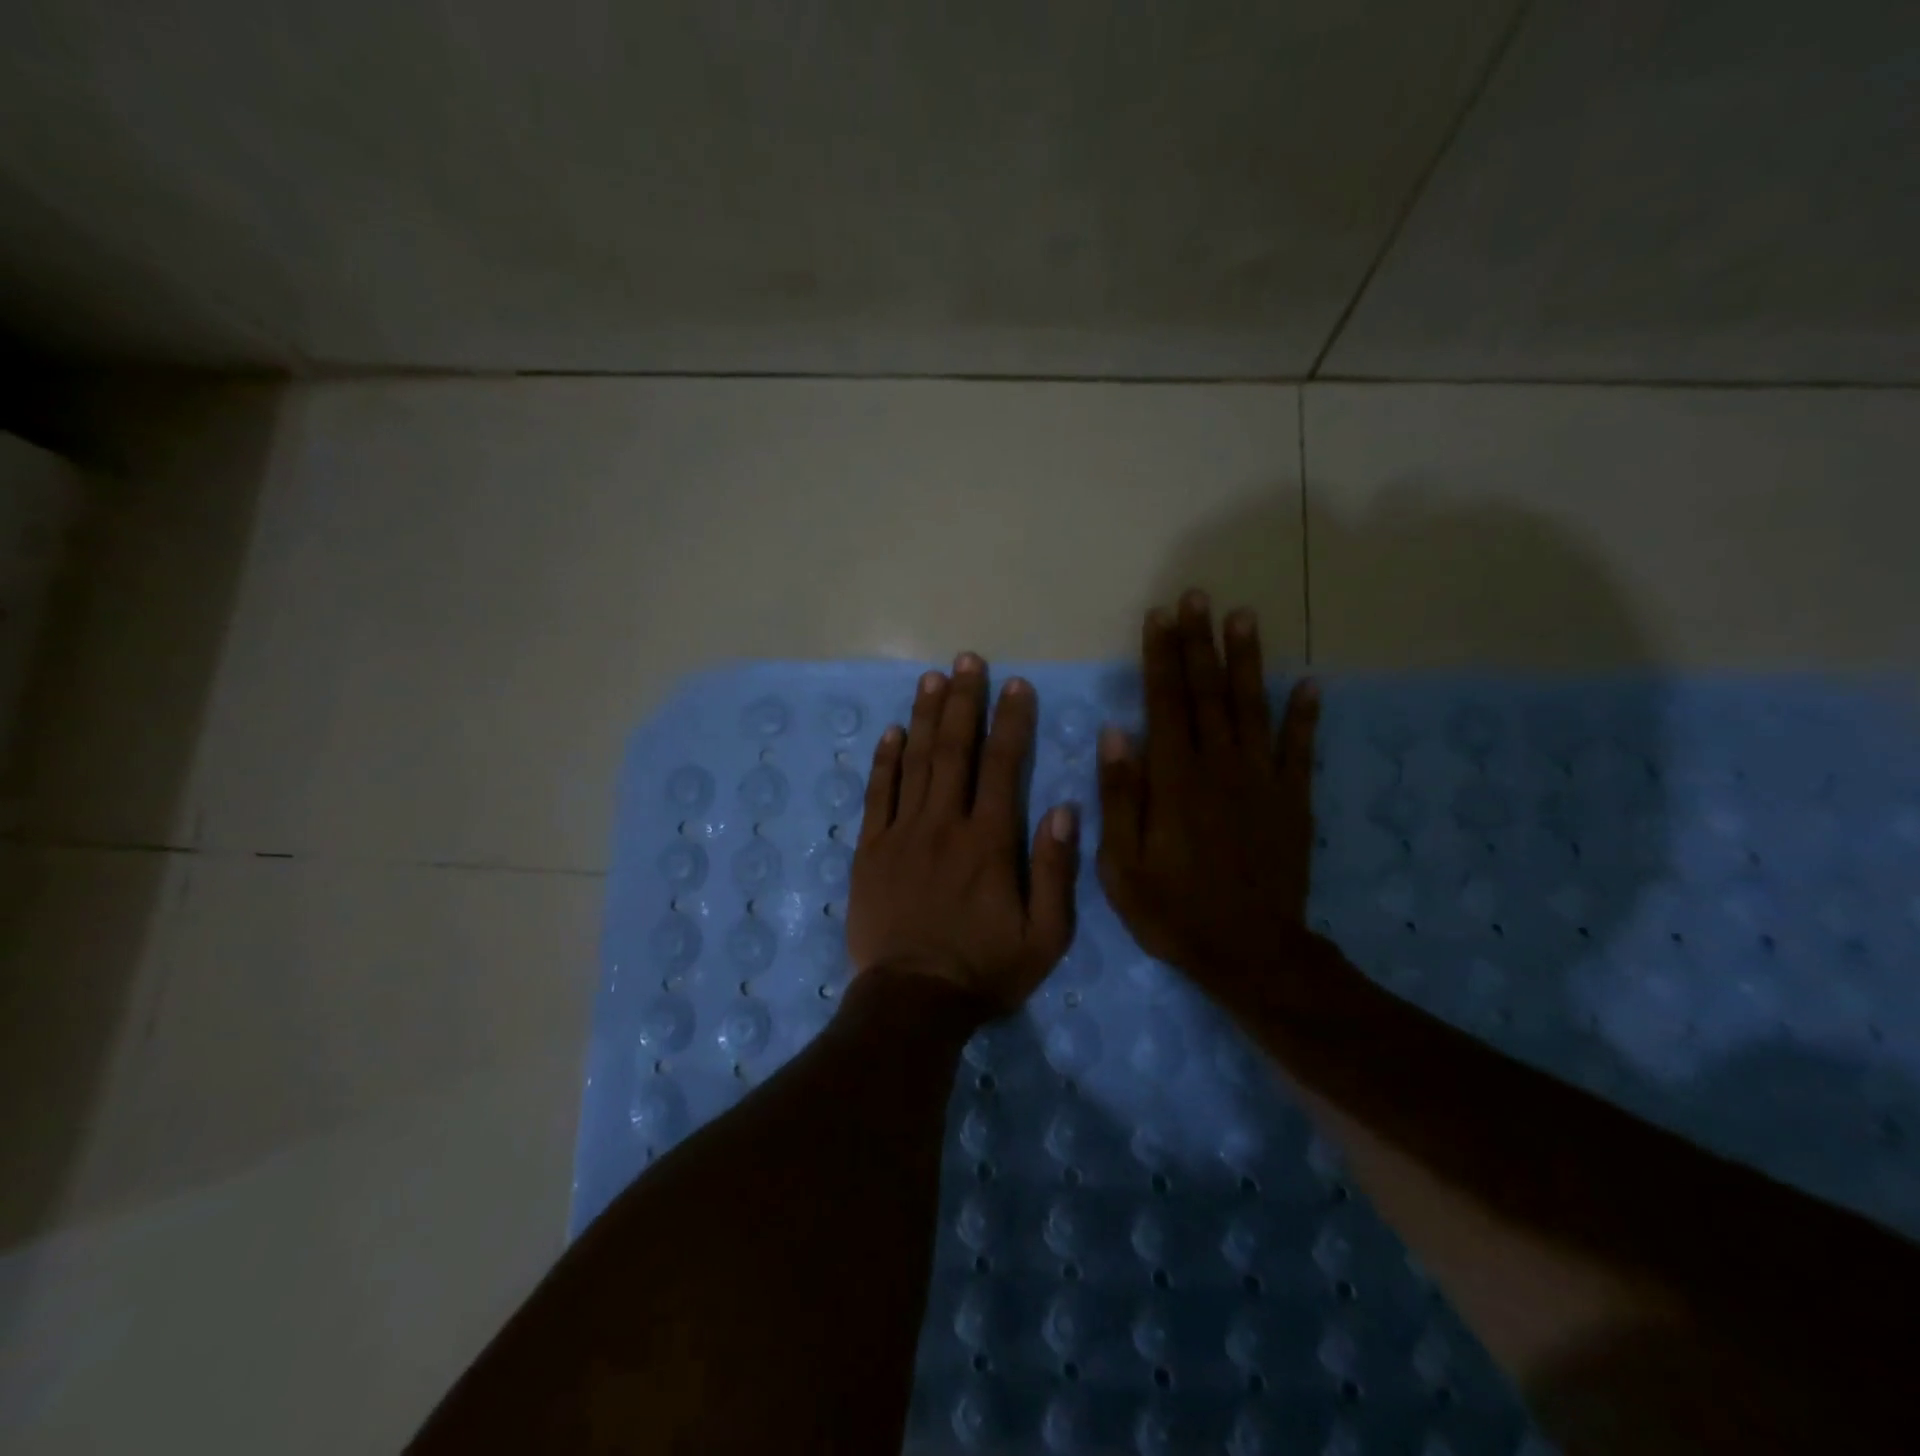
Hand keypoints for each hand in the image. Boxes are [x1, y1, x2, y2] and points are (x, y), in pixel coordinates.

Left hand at [847, 653, 1080, 1011]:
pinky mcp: (870, 850)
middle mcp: (944, 824)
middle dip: (963, 701)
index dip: (1011, 721)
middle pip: (954, 749)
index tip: (1016, 684)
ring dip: (924, 717)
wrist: (912, 1003)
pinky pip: (877, 795)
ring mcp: (901, 833)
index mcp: (989, 841)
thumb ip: (1055, 870)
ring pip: (914, 762)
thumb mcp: (1045, 936)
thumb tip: (1063, 808)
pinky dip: (884, 761)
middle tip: (968, 660)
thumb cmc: (985, 971)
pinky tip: (891, 732)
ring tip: (933, 678)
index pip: (1002, 765)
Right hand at [1095, 591, 1320, 987]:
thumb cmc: (1174, 911)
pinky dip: (1305, 715)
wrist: (1250, 953)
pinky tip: (1308, 684)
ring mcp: (1262, 780)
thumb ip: (1120, 798)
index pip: (1165, 702)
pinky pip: (1300, 749)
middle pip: (1208, 692)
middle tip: (1199, 597)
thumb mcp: (1122, 865)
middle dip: (1200, 642)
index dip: (1162, 656)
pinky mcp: (1293, 800)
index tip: (1160, 616)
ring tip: (1245, 617)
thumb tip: (1116, 734)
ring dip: (1246, 660)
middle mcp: (1219, 766)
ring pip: (1252, 707)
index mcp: (1174, 779)